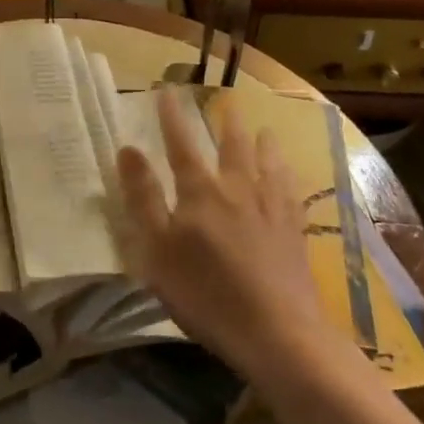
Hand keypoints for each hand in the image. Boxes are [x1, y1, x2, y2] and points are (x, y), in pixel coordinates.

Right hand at [115, 90, 340, 383]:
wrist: (277, 332)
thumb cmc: (205, 292)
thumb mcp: (157, 249)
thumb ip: (143, 197)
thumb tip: (128, 148)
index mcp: (200, 192)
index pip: (180, 144)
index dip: (171, 117)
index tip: (166, 90)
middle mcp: (238, 189)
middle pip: (232, 147)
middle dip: (226, 123)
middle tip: (227, 102)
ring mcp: (271, 210)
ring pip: (268, 164)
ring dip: (264, 144)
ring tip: (266, 130)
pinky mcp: (295, 233)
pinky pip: (292, 193)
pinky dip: (288, 177)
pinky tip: (291, 178)